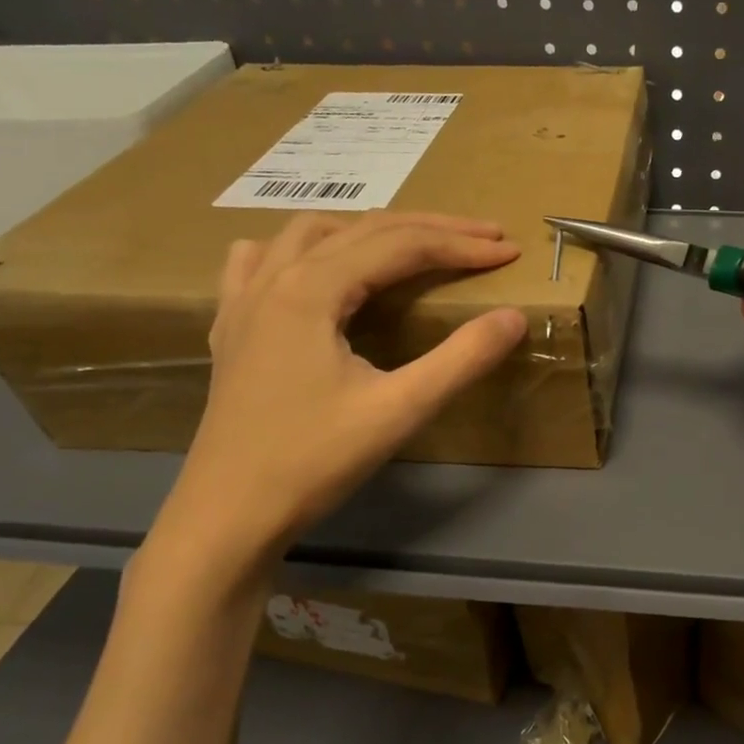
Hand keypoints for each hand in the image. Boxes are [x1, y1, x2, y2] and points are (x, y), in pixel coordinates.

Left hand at [151, 212, 526, 574]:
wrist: (228, 514)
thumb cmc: (314, 460)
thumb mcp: (400, 410)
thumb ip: (462, 358)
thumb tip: (515, 317)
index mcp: (311, 290)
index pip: (402, 246)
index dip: (462, 245)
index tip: (510, 251)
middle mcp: (274, 278)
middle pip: (363, 229)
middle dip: (430, 229)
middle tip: (484, 237)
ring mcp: (244, 300)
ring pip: (311, 233)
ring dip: (371, 230)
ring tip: (415, 245)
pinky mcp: (232, 328)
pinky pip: (263, 260)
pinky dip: (303, 250)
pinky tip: (315, 267)